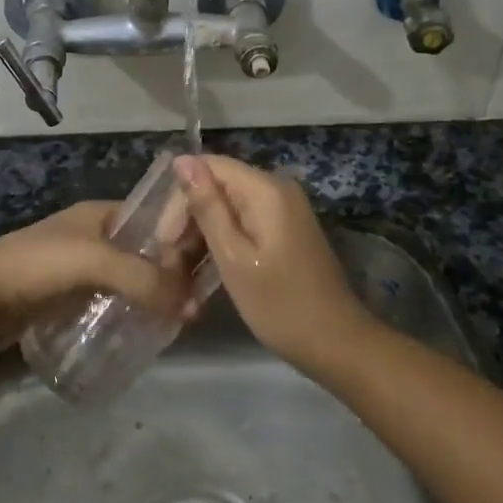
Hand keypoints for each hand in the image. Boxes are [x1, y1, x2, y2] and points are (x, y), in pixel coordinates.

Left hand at [0, 201, 192, 348]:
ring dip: (153, 294)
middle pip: (146, 250)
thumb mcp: (93, 262)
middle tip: (199, 301)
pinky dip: (132, 310)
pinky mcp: (71, 296)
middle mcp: (96, 235)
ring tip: (181, 320)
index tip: (211, 263)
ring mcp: (82, 267)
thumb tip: (191, 305)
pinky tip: (148, 330)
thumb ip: (141, 278)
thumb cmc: (35, 266)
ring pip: (131, 277)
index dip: (182, 236)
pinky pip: (114, 299)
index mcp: (101, 213)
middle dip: (171, 271)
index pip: (155, 218)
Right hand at [174, 154, 368, 371]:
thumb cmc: (279, 304)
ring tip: (183, 271)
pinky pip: (244, 221)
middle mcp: (276, 188)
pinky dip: (223, 241)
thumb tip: (182, 160)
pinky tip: (207, 269)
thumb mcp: (233, 257)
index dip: (180, 198)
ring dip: (203, 233)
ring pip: (228, 206)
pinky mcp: (286, 228)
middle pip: (218, 185)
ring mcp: (284, 208)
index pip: (208, 167)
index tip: (165, 240)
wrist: (336, 343)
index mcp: (265, 189)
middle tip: (171, 262)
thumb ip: (207, 207)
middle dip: (190, 218)